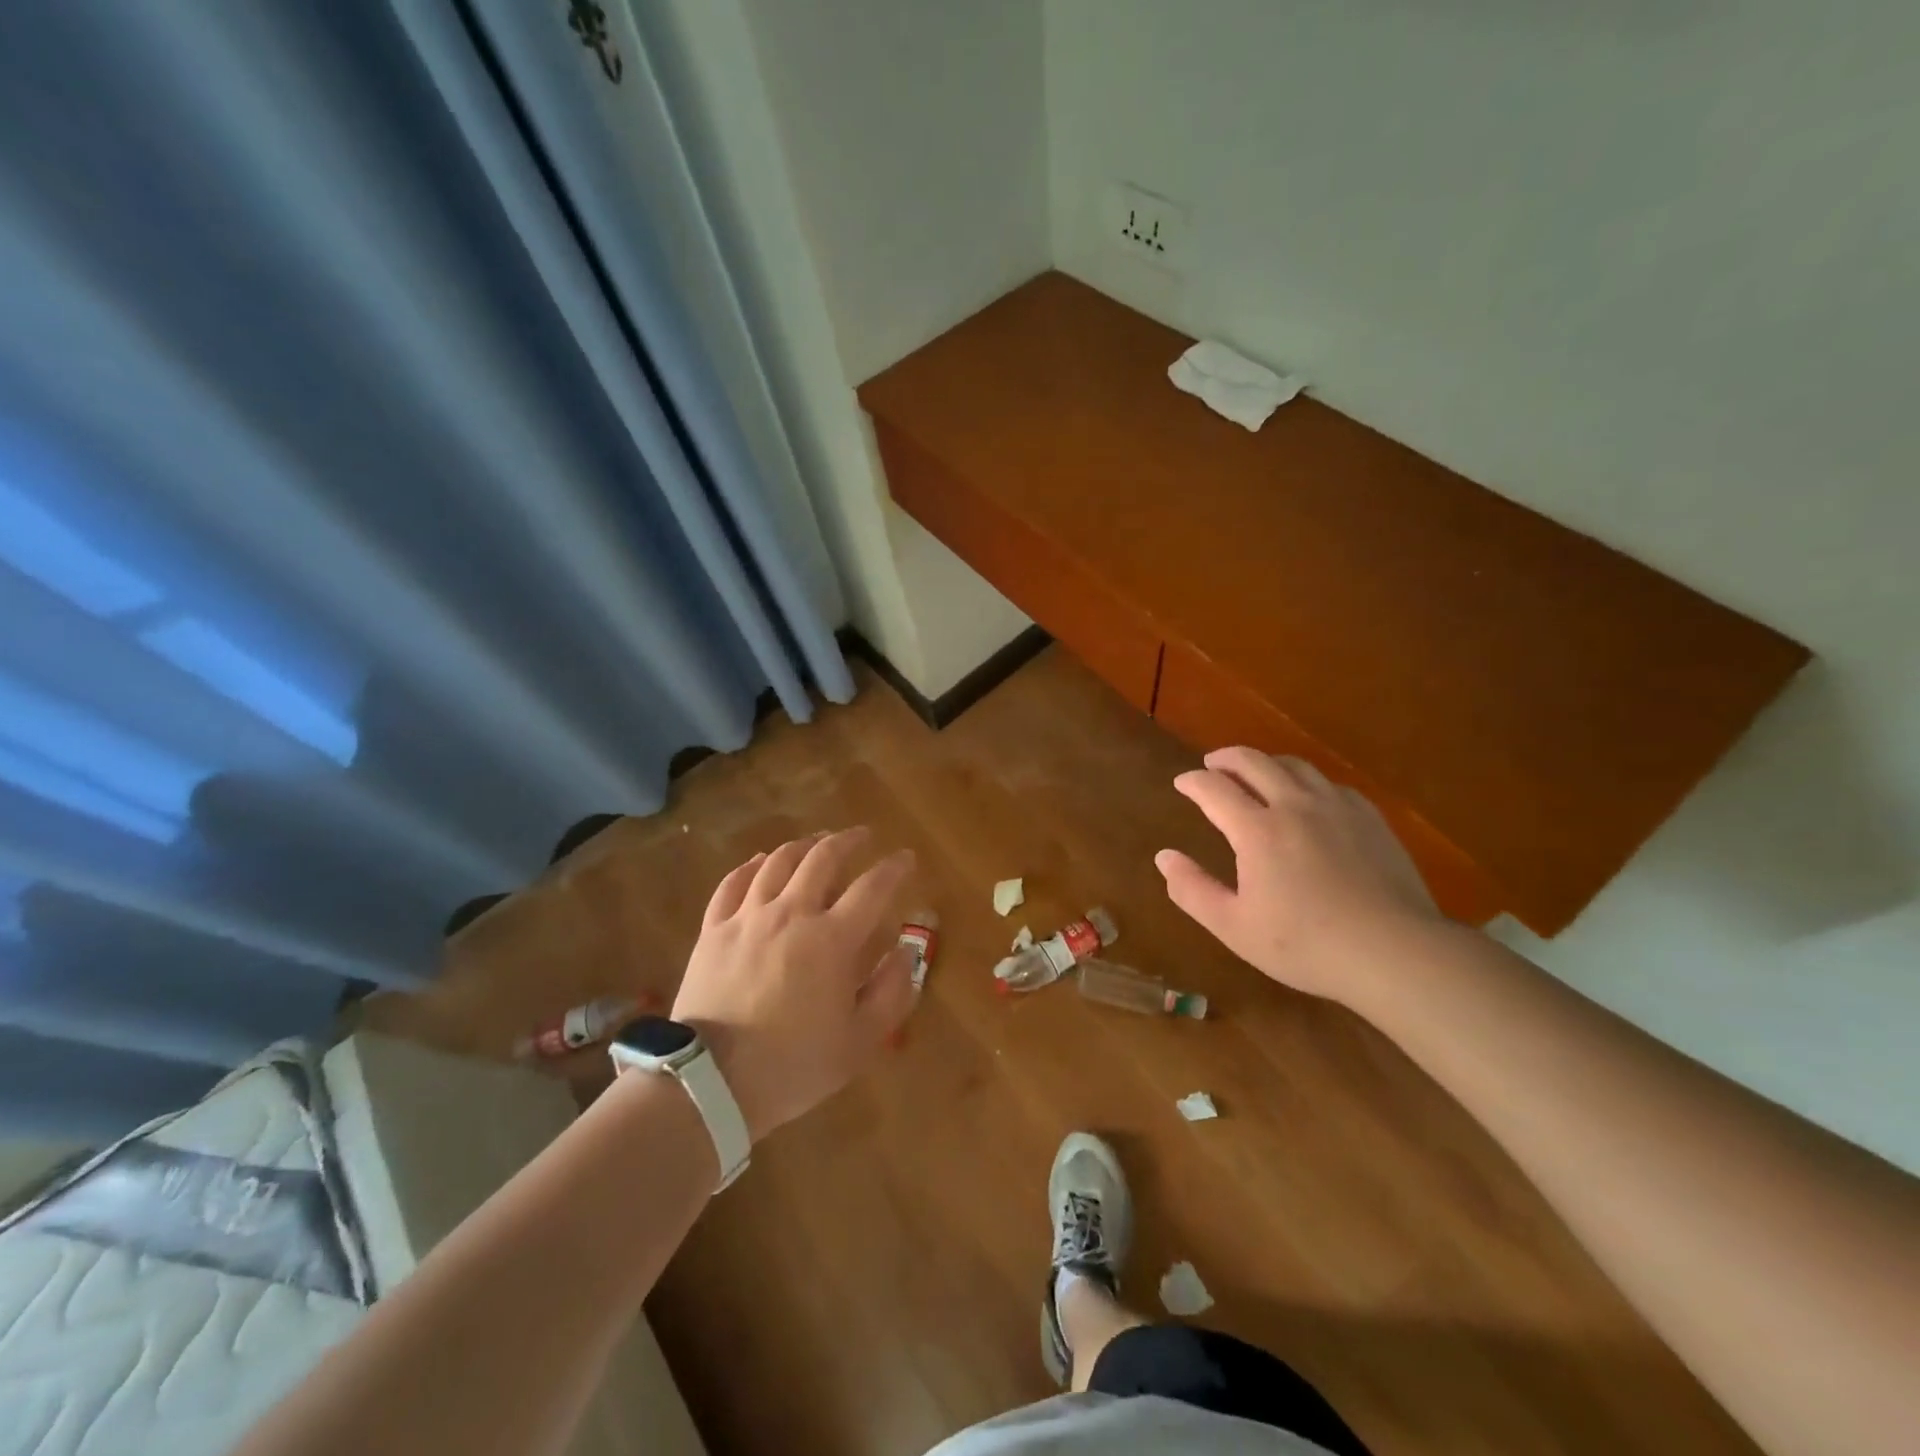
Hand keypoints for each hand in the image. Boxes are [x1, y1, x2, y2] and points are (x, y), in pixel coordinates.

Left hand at [671, 828, 916, 1142]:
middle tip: (862, 836)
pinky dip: (752, 865)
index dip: (894, 868)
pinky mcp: (714, 929)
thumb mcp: (859, 1042)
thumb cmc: (793, 1065)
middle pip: (823, 858)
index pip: (873, 887)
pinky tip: (761, 861)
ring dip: (803, 845)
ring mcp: (748, 917)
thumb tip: (905, 953)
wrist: (710, 1083)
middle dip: (848, 840)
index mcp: (832, 940)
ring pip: (778, 861)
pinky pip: (734, 882)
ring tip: (817, 841)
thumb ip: (891, 993)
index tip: (905, 857)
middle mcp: (792, 914)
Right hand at [1155, 748, 1440, 1004]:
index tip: (1182, 782)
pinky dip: (1306, 781)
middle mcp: (1294, 805)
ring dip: (1266, 763)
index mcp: (1257, 830)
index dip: (1193, 782)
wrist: (1396, 952)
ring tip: (1256, 773)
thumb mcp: (1234, 927)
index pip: (1214, 788)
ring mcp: (1337, 807)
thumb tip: (1164, 857)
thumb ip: (1193, 889)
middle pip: (1254, 762)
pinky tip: (1309, 799)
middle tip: (1212, 764)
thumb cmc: (1306, 945)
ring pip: (1294, 766)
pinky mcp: (1370, 818)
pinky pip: (1330, 784)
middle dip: (1226, 758)